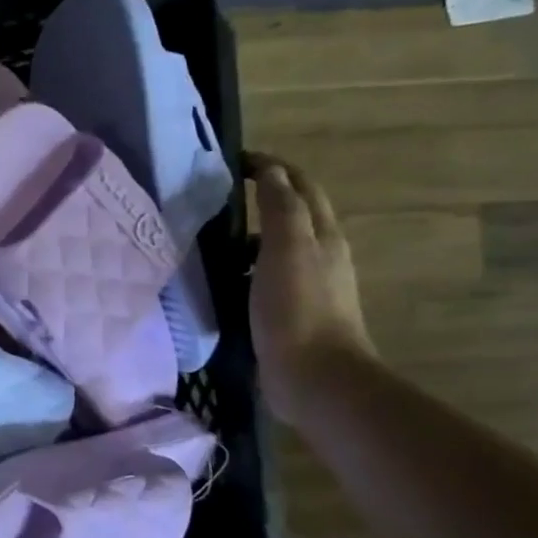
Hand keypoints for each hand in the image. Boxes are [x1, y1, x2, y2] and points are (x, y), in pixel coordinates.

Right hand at [247, 154, 375, 427]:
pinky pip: (267, 276)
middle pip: (294, 214)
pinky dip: (247, 267)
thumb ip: (280, 206)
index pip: (300, 186)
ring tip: (214, 236)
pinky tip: (226, 278)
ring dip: (252, 235)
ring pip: (279, 247)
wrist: (314, 377)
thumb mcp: (288, 248)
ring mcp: (307, 286)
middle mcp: (320, 255)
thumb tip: (271, 170)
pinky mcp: (291, 313)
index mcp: (322, 235)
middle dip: (264, 196)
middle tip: (221, 194)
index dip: (272, 168)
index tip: (236, 161)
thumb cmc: (298, 308)